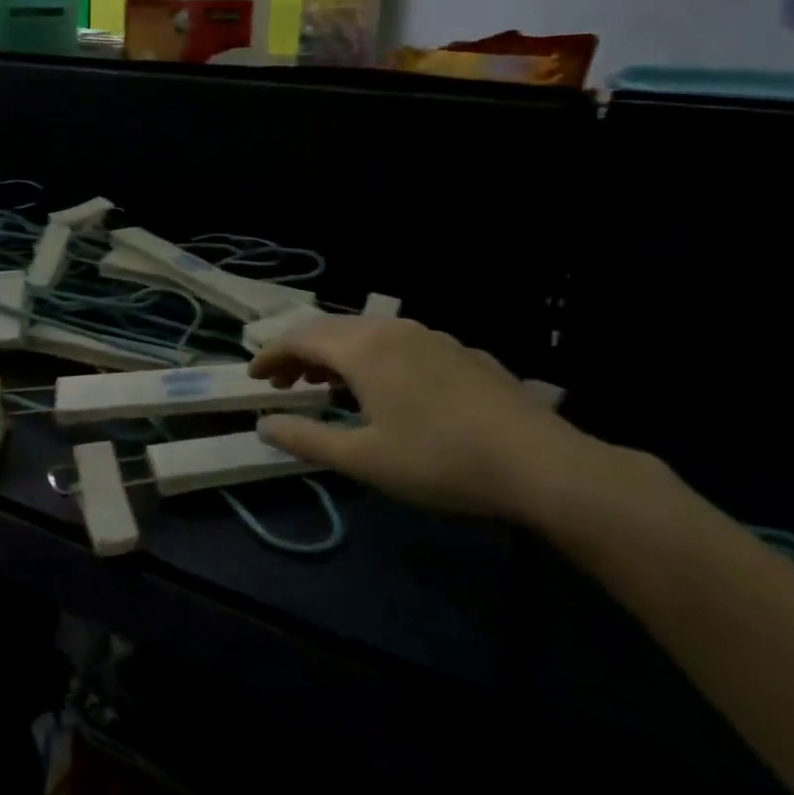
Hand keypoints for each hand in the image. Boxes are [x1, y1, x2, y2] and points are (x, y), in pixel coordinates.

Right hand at [249, 316, 599, 519]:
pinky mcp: (461, 352)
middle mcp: (393, 331)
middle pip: (331, 329)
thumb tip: (263, 425)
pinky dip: (372, 356)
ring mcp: (432, 337)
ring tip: (326, 384)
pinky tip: (385, 387)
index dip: (271, 356)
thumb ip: (306, 439)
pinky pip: (399, 342)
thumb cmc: (439, 461)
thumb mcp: (363, 459)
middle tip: (283, 382)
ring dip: (336, 353)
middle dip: (300, 352)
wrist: (541, 464)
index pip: (300, 339)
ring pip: (367, 333)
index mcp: (363, 350)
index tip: (252, 377)